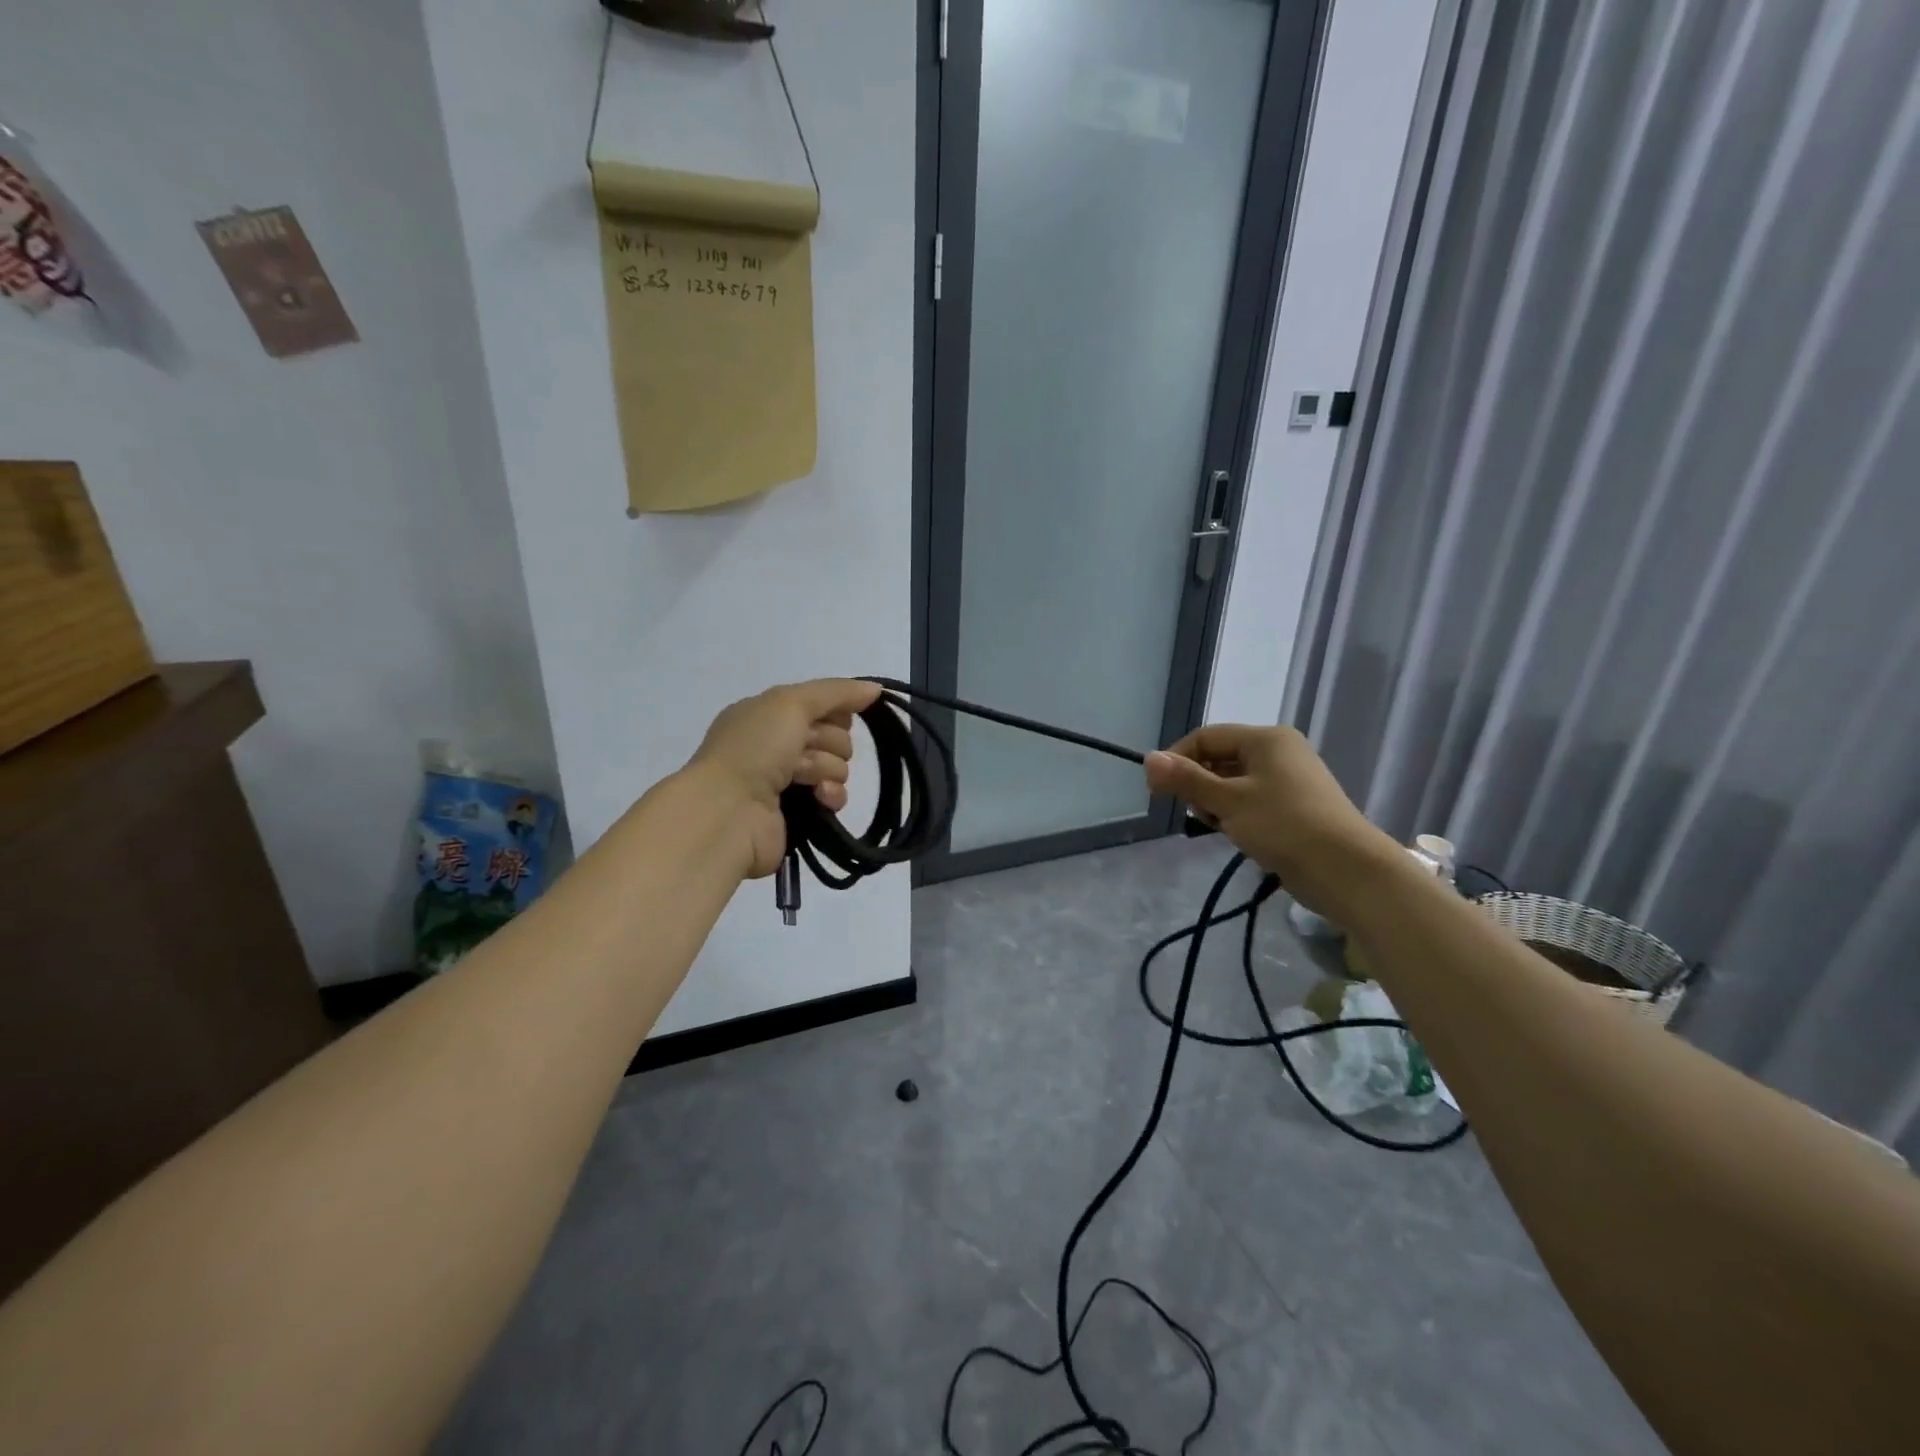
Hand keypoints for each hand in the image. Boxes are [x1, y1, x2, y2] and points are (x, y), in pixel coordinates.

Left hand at [687, 678, 882, 878]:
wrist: (728, 811)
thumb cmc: (755, 748)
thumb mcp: (791, 703)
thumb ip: (836, 692)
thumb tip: (875, 689)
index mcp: (766, 715)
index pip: (819, 705)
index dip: (835, 710)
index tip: (840, 717)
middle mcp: (774, 745)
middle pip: (832, 736)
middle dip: (830, 742)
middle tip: (808, 750)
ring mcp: (785, 782)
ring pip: (836, 767)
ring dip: (828, 769)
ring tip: (807, 778)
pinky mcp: (798, 814)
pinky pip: (832, 797)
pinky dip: (831, 795)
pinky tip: (820, 798)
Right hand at [1143, 724, 1400, 917]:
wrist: (1348, 871)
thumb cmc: (1284, 826)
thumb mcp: (1228, 801)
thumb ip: (1186, 780)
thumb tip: (1147, 759)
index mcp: (1266, 738)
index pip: (1205, 737)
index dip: (1176, 760)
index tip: (1157, 792)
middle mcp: (1279, 751)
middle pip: (1219, 758)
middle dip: (1199, 785)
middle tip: (1199, 815)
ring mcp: (1290, 780)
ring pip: (1233, 782)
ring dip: (1217, 803)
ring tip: (1223, 828)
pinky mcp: (1295, 806)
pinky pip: (1252, 800)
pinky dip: (1237, 814)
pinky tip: (1240, 836)